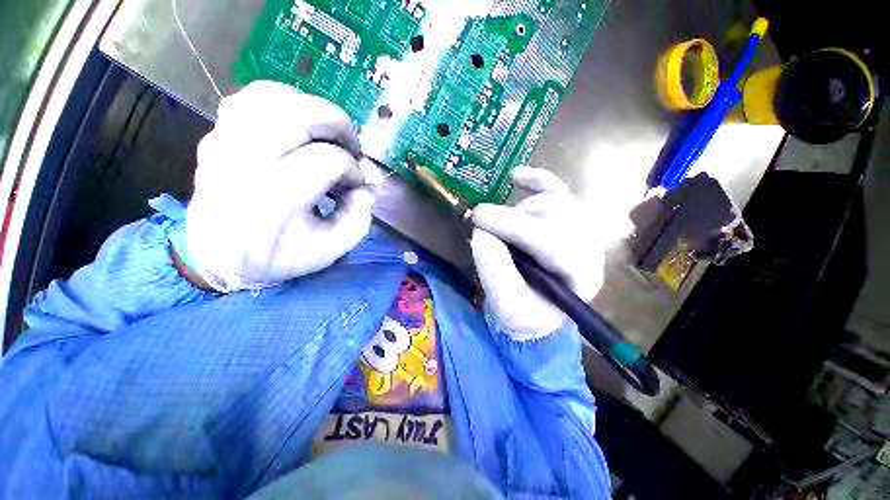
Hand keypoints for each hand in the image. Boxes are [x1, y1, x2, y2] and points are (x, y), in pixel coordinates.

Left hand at [185, 81, 375, 291]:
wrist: (218, 258)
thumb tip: (365, 187)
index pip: (329, 160)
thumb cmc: (278, 257)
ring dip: (310, 108)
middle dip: (338, 125)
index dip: (353, 171)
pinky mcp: (215, 135)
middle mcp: (247, 160)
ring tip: (324, 133)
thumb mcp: (330, 249)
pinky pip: (248, 99)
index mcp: (278, 196)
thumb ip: (358, 217)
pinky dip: (278, 103)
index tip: (356, 187)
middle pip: (301, 113)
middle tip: (350, 146)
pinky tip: (294, 126)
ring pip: (272, 95)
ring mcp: (225, 142)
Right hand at [470, 166, 603, 339]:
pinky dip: (536, 180)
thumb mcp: (505, 302)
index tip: (478, 218)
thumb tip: (481, 231)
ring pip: (551, 201)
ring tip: (499, 228)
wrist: (536, 308)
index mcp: (580, 275)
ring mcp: (581, 228)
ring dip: (517, 211)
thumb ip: (494, 270)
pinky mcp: (568, 217)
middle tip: (485, 228)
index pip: (550, 241)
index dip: (511, 225)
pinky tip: (517, 176)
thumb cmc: (523, 310)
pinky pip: (556, 190)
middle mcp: (588, 246)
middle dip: (511, 220)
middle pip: (552, 215)